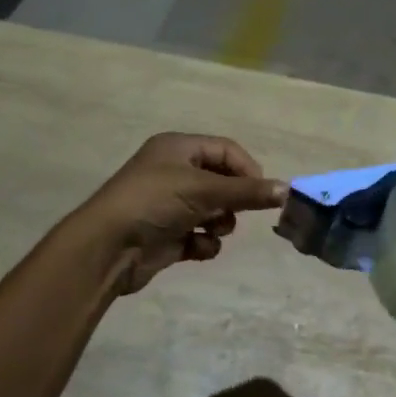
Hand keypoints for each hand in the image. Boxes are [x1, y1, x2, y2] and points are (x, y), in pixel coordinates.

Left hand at [80, 133, 285, 294]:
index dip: (247, 169)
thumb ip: (247, 192)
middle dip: (232, 200)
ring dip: (220, 222)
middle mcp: (173, 172)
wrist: (108, 247)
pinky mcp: (167, 235)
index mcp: (178, 148)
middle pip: (222, 181)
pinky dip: (203, 242)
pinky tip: (194, 247)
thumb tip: (287, 190)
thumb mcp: (203, 190)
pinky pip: (200, 235)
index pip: (226, 150)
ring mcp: (169, 205)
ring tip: (212, 228)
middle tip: (234, 212)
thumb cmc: (154, 203)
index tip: (262, 193)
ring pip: (214, 210)